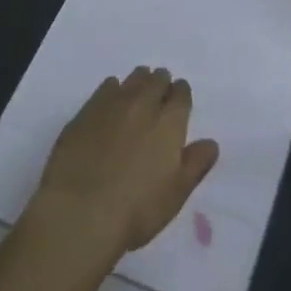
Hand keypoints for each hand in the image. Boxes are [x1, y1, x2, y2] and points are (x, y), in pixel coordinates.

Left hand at [28, 67, 219, 266]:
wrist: (79, 212)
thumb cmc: (136, 209)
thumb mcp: (175, 194)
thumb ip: (196, 164)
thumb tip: (211, 143)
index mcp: (170, 121)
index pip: (181, 93)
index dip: (181, 95)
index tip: (178, 102)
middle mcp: (144, 103)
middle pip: (157, 79)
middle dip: (160, 84)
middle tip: (158, 97)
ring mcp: (113, 103)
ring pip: (132, 79)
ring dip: (139, 83)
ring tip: (136, 98)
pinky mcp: (86, 111)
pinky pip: (106, 87)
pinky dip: (113, 91)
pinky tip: (110, 105)